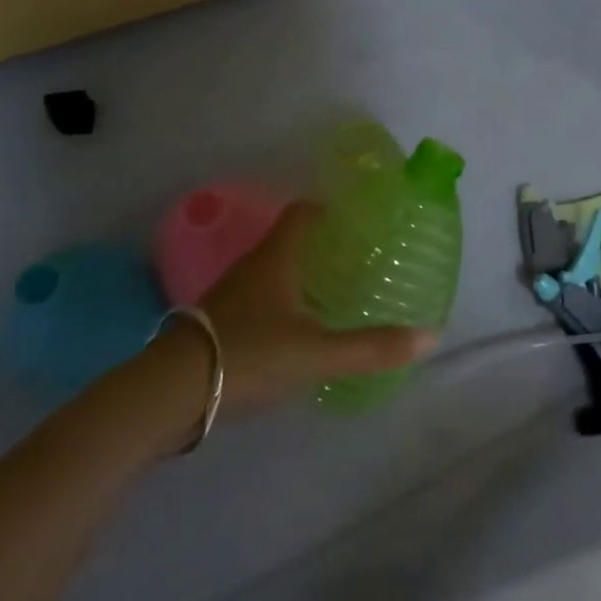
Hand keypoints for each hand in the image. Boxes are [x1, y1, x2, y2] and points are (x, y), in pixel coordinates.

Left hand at [190, 201, 435, 415]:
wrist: (169, 392)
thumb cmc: (249, 354)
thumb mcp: (316, 353)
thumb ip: (372, 346)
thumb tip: (431, 335)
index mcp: (276, 258)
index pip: (303, 213)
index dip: (329, 209)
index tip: (356, 219)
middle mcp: (252, 267)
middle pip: (289, 242)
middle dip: (322, 246)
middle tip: (356, 259)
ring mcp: (229, 295)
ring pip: (272, 272)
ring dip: (300, 276)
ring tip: (332, 293)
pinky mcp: (215, 323)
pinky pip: (257, 299)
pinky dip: (280, 303)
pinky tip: (295, 329)